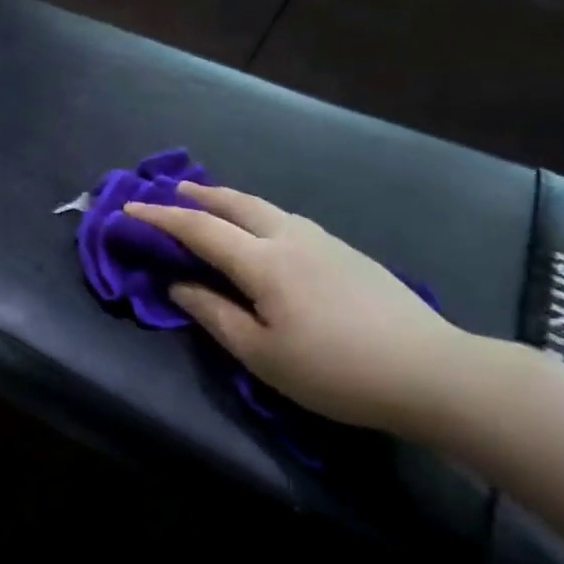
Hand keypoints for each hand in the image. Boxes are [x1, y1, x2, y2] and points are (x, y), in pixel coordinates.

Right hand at [124, 182, 468, 436]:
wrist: (434, 372)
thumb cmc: (336, 370)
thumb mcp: (261, 354)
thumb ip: (214, 314)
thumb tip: (179, 285)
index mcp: (263, 261)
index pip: (198, 229)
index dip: (159, 218)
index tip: (129, 209)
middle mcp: (290, 237)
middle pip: (236, 203)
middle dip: (198, 195)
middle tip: (171, 191)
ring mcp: (324, 241)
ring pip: (266, 207)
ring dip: (230, 201)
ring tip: (212, 204)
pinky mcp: (348, 253)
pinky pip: (287, 220)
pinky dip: (258, 214)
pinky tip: (263, 232)